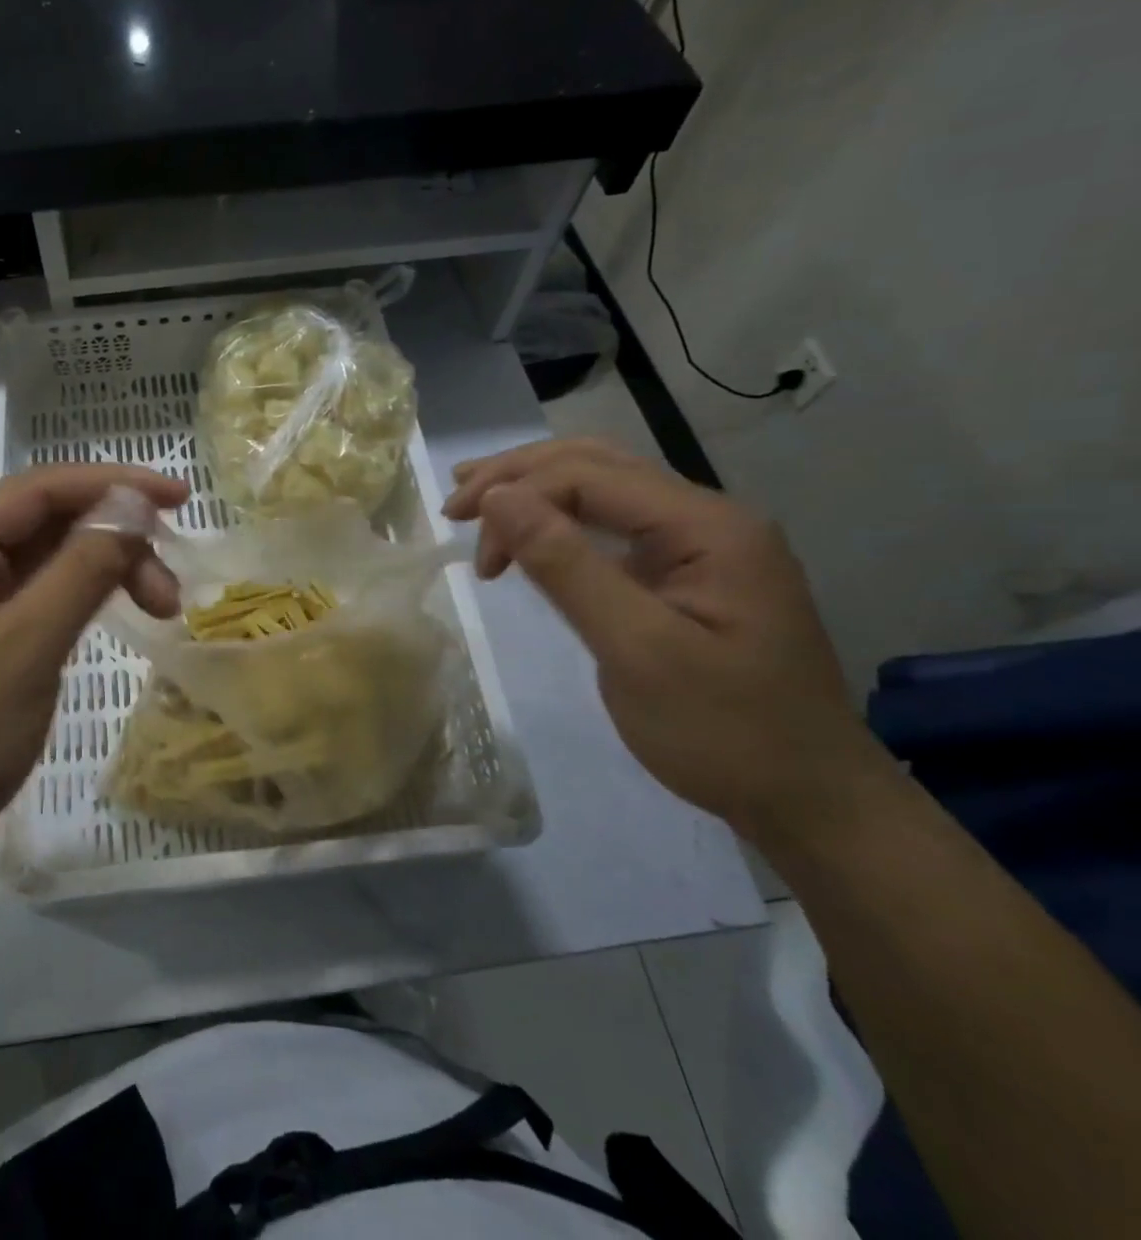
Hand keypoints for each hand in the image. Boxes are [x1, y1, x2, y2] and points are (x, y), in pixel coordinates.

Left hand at [0, 465, 188, 876]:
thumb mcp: (26, 650)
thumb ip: (83, 569)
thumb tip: (133, 508)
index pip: (38, 489)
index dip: (114, 484)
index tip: (179, 497)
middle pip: (44, 522)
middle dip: (115, 539)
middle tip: (170, 586)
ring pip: (45, 559)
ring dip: (104, 570)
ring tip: (161, 607)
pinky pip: (35, 595)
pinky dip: (80, 598)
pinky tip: (116, 611)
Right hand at [443, 439, 898, 846]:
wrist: (812, 800)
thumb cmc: (724, 731)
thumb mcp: (636, 650)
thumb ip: (566, 566)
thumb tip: (497, 497)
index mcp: (707, 526)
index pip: (590, 475)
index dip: (516, 493)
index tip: (466, 542)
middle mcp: (708, 517)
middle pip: (597, 465)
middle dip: (519, 476)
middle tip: (454, 505)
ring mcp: (702, 543)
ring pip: (604, 487)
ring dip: (537, 490)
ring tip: (477, 502)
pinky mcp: (687, 571)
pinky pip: (615, 524)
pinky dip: (561, 520)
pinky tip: (531, 532)